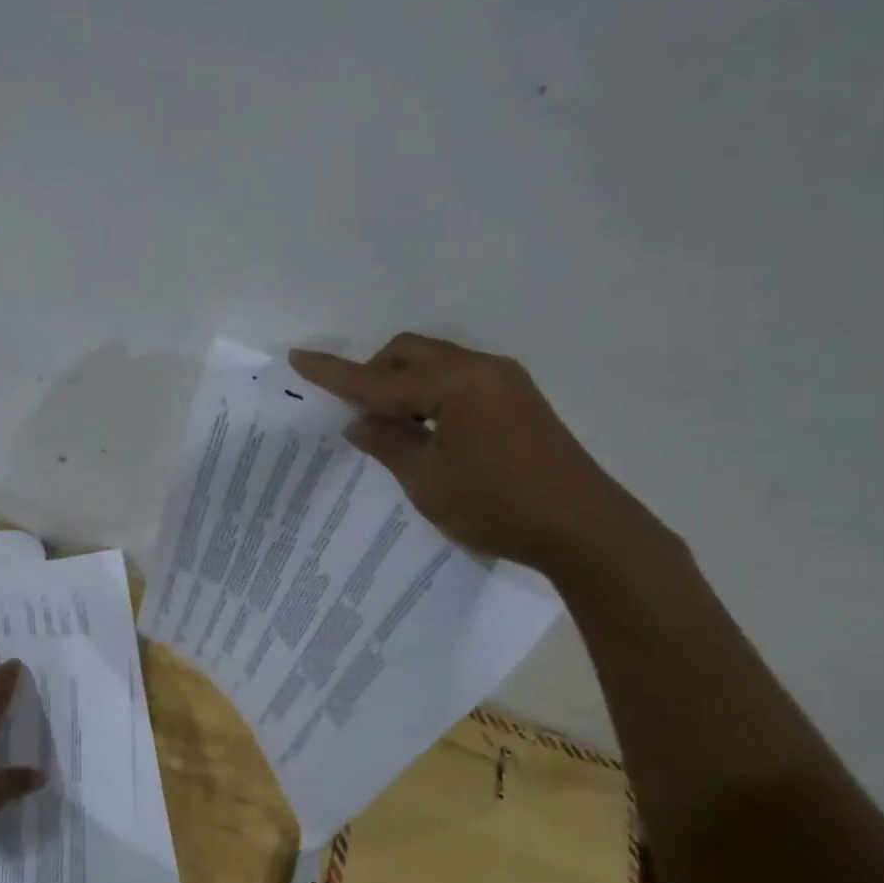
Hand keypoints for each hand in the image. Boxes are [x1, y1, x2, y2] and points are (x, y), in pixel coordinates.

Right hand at [289, 333, 668, 577]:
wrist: (585, 529)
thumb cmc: (498, 508)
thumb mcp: (429, 482)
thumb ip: (389, 444)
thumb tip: (359, 421)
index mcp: (455, 385)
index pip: (379, 379)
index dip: (335, 373)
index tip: (298, 357)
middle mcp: (481, 369)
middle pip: (409, 353)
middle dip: (374, 375)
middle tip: (357, 416)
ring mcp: (504, 381)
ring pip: (435, 364)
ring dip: (403, 385)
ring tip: (390, 428)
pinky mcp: (517, 399)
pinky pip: (458, 380)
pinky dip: (430, 395)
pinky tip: (425, 430)